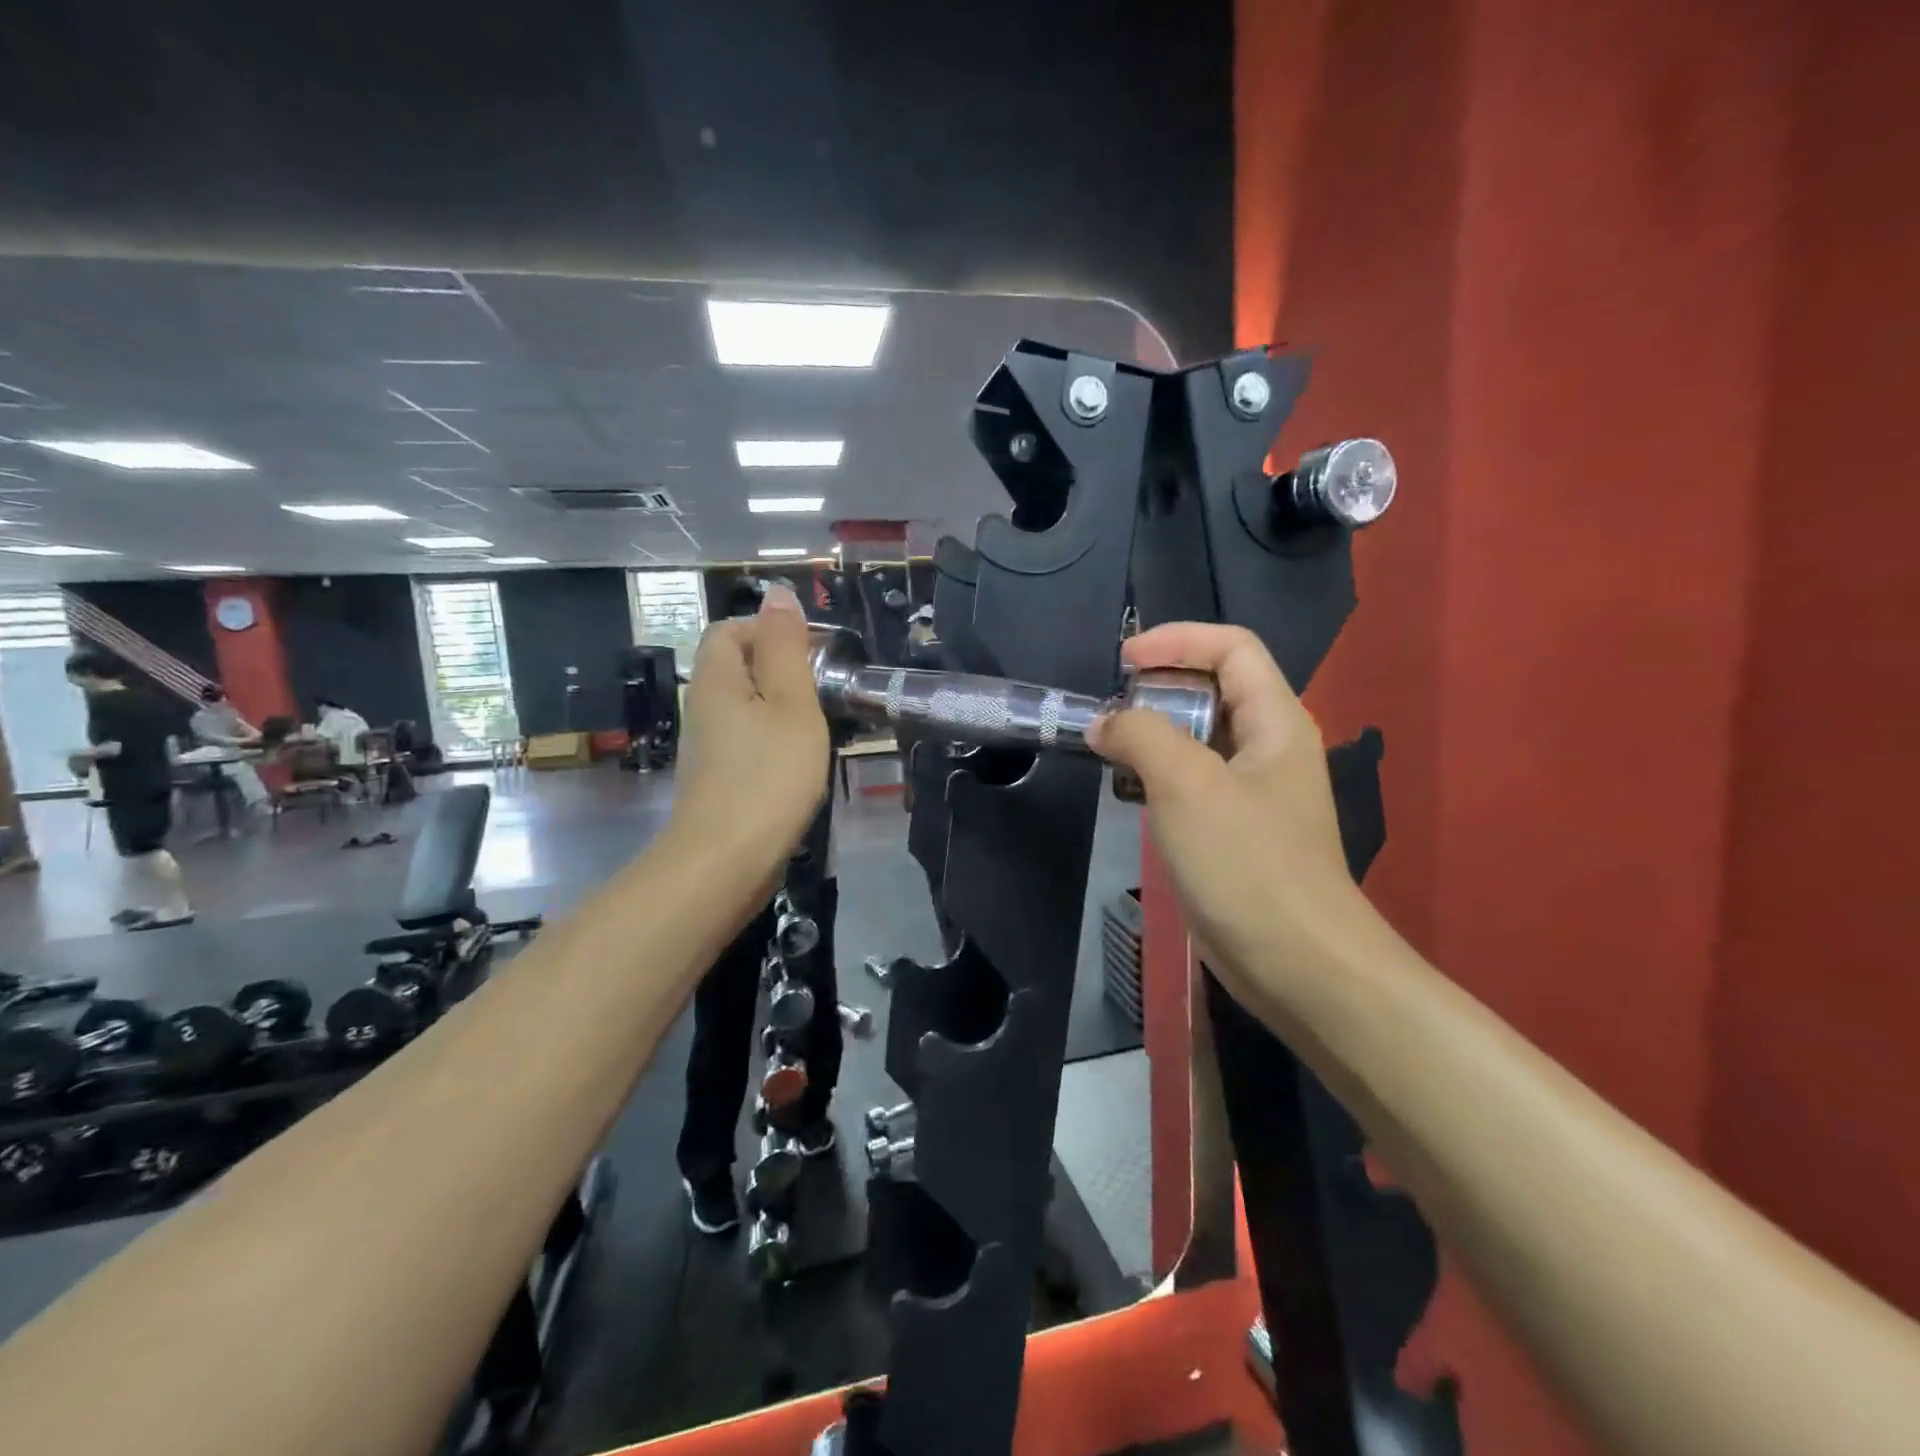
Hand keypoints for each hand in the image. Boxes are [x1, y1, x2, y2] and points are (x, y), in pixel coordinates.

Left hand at [670, 584, 829, 881]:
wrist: (727, 861)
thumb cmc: (768, 775)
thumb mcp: (790, 702)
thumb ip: (785, 647)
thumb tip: (777, 592)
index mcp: (716, 679)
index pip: (728, 630)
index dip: (767, 628)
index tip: (812, 651)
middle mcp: (703, 707)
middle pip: (737, 667)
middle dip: (783, 669)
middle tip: (826, 688)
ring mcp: (709, 747)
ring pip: (746, 707)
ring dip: (784, 707)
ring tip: (822, 723)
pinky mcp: (720, 780)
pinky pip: (749, 741)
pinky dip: (777, 741)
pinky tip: (803, 762)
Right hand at [1089, 623, 1361, 980]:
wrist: (1298, 964)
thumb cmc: (1248, 863)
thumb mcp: (1187, 785)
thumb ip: (1140, 737)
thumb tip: (1104, 724)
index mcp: (1276, 721)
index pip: (1232, 648)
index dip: (1178, 640)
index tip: (1123, 662)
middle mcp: (1271, 747)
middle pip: (1216, 688)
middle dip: (1161, 688)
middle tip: (1112, 712)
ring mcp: (1256, 792)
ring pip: (1201, 738)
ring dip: (1156, 734)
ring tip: (1112, 751)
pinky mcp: (1237, 830)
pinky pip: (1195, 781)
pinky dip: (1160, 775)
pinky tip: (1132, 795)